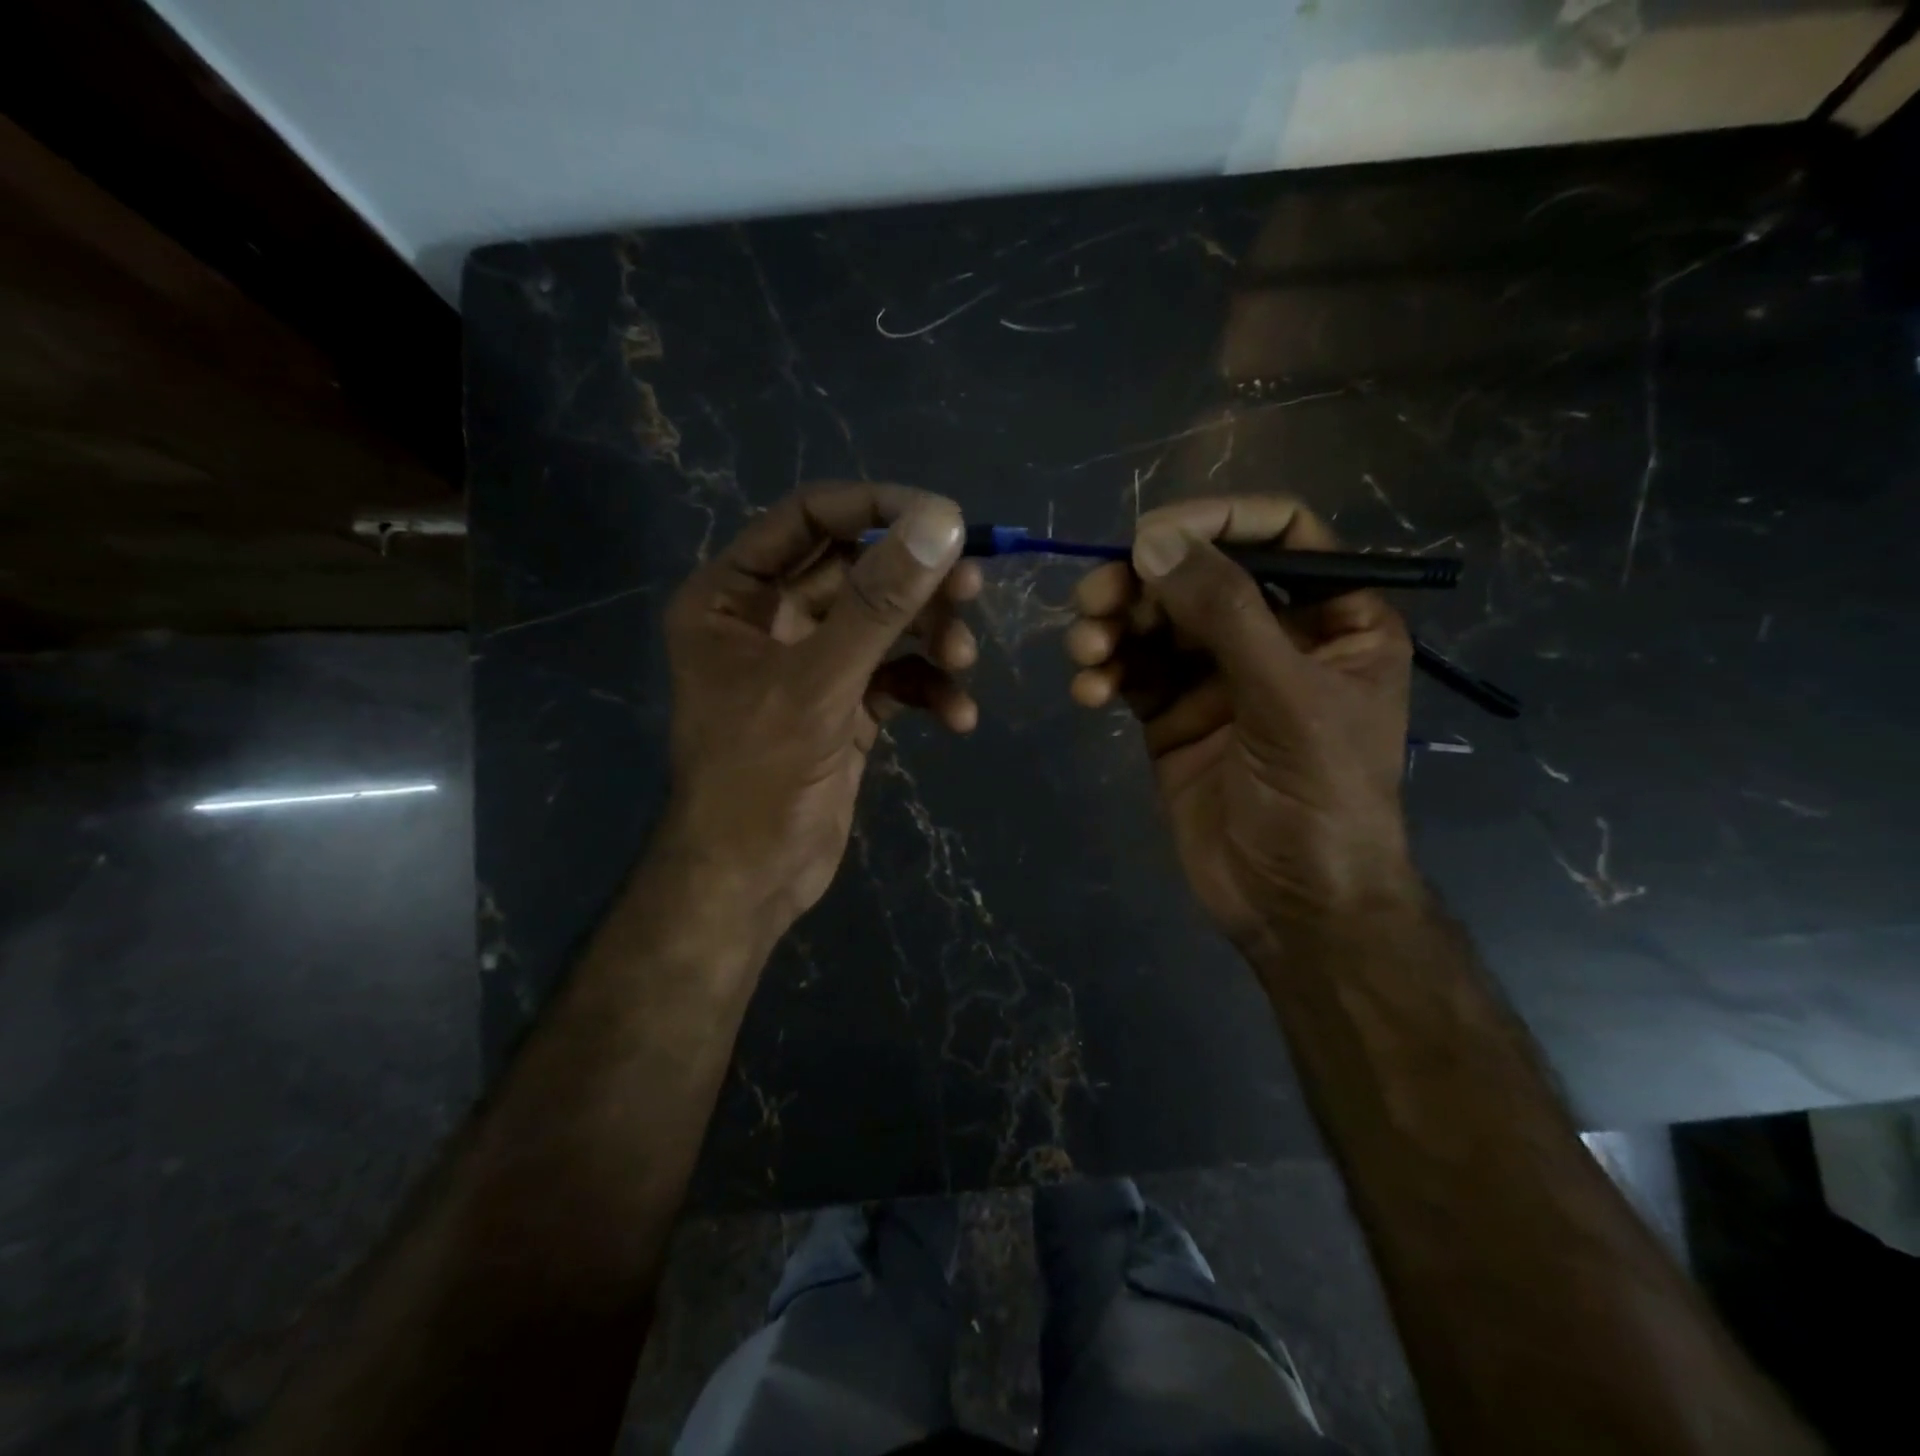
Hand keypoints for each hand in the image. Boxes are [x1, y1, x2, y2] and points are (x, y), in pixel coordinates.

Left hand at [658, 482, 981, 928]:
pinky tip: (957, 716)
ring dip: (930, 637)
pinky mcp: (845, 708)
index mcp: (734, 597)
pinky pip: (896, 678)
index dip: (876, 509)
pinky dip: (930, 689)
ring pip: (885, 625)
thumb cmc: (758, 777)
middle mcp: (771, 621)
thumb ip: (879, 602)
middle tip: (971, 587)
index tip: (945, 518)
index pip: (809, 519)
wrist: (751, 881)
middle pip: (858, 571)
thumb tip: (942, 522)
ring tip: (964, 658)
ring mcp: (812, 666)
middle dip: (915, 582)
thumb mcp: (818, 683)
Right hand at [1064, 496, 1415, 951]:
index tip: (1151, 533)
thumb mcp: (1285, 696)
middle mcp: (1274, 637)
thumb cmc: (1319, 798)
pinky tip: (1089, 693)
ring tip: (1086, 651)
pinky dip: (1104, 674)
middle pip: (1199, 576)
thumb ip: (1224, 612)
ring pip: (1154, 623)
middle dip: (1143, 584)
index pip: (1281, 534)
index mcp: (1334, 619)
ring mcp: (1216, 677)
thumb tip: (1152, 540)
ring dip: (1112, 627)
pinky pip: (1130, 672)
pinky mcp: (1170, 715)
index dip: (1218, 520)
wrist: (1291, 904)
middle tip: (1095, 601)